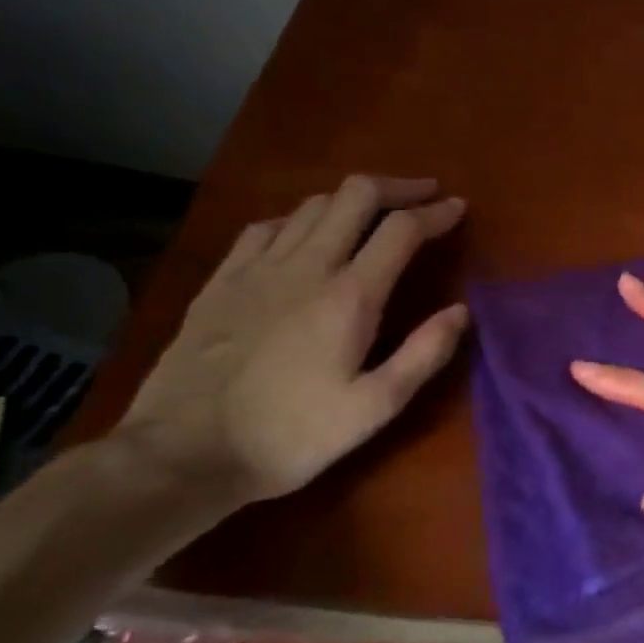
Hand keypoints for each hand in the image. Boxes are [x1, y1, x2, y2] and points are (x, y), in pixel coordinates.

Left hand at [120, 175, 468, 505]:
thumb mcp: (374, 408)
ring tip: (373, 214)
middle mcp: (307, 266)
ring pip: (313, 204)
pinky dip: (300, 218)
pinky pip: (267, 226)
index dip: (436, 212)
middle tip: (424, 195)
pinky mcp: (222, 280)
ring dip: (352, 200)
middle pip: (356, 195)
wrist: (182, 454)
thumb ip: (424, 354)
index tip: (458, 208)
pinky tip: (304, 234)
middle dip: (398, 187)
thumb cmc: (290, 435)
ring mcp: (258, 268)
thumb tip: (461, 310)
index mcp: (350, 296)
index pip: (402, 229)